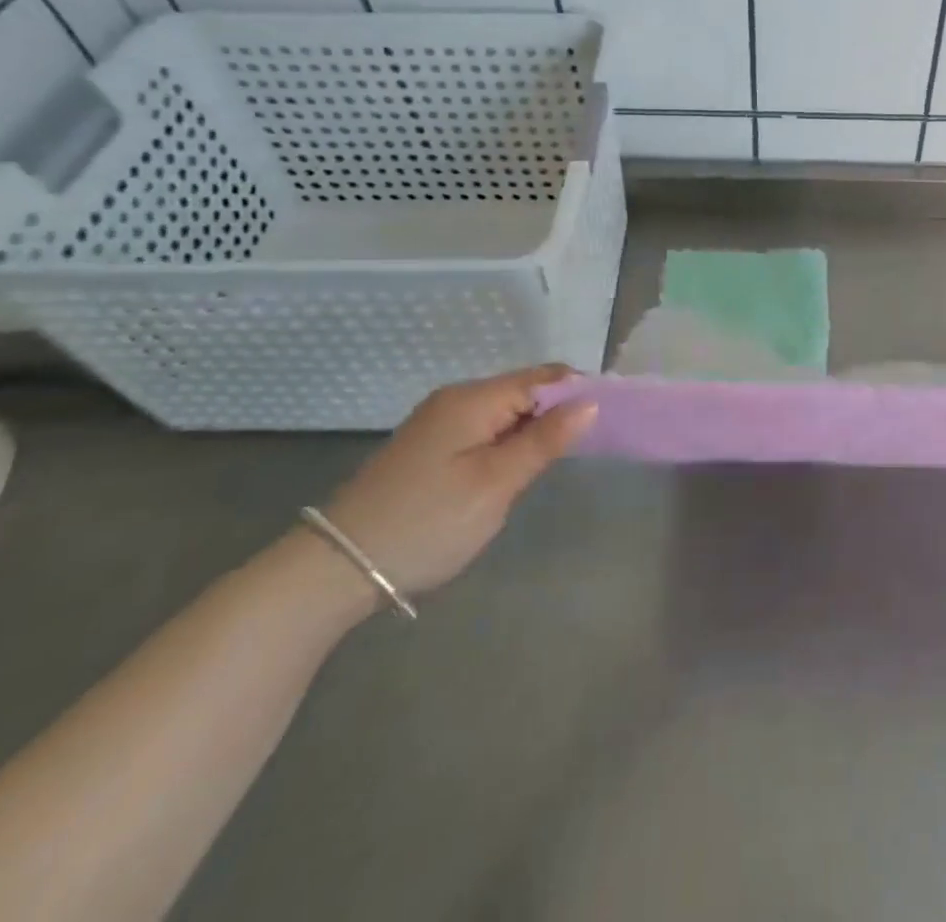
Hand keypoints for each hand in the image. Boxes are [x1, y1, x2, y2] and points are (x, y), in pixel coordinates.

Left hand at [322, 365, 596, 598]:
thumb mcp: (495, 484)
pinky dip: (507, 444)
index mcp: (474, 399)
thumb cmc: (427, 522)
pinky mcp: (430, 446)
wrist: (337, 567)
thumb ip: (545, 441)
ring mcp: (440, 422)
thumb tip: (590, 402)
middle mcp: (457, 399)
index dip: (579, 392)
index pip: (544, 377)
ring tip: (550, 467)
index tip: (608, 421)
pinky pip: (484, 430)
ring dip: (532, 432)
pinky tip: (512, 473)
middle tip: (582, 452)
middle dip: (557, 414)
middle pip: (525, 391)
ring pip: (505, 413)